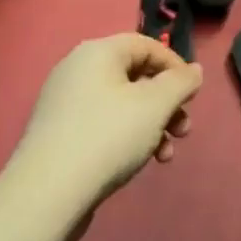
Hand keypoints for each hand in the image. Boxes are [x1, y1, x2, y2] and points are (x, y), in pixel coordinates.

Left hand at [16, 35, 202, 211]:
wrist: (47, 195)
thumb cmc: (108, 136)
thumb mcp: (156, 105)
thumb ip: (181, 82)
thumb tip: (193, 70)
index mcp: (98, 52)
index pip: (147, 45)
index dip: (175, 66)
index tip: (193, 95)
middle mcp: (78, 69)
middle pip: (136, 76)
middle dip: (166, 103)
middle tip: (183, 131)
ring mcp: (65, 103)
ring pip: (122, 104)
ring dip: (151, 125)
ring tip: (165, 155)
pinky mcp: (59, 134)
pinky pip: (103, 124)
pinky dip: (127, 137)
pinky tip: (138, 163)